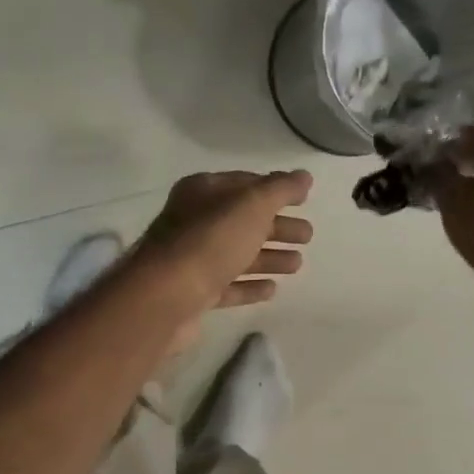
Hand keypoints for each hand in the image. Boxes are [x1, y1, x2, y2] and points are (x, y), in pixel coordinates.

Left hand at [135, 169, 314, 312]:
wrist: (165, 297)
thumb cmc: (210, 241)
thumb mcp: (251, 205)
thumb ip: (280, 189)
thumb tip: (303, 176)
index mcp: (203, 192)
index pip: (245, 183)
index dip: (275, 189)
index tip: (304, 199)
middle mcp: (194, 222)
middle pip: (243, 221)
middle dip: (276, 227)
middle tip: (308, 236)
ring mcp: (192, 259)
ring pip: (237, 254)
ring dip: (268, 257)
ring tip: (298, 264)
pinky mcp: (194, 294)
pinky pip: (228, 285)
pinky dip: (250, 285)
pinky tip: (272, 289)